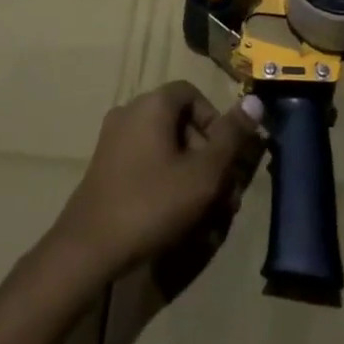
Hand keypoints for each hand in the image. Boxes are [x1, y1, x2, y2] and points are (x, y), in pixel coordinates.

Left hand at [48, 82, 264, 287]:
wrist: (87, 249)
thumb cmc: (152, 203)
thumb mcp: (203, 173)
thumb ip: (231, 136)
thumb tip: (256, 100)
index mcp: (152, 104)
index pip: (193, 94)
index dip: (216, 121)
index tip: (226, 157)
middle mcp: (130, 112)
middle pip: (180, 122)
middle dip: (207, 156)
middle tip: (223, 194)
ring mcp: (114, 140)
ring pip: (165, 148)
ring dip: (190, 174)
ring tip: (206, 215)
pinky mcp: (105, 167)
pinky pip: (146, 163)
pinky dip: (166, 182)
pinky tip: (177, 218)